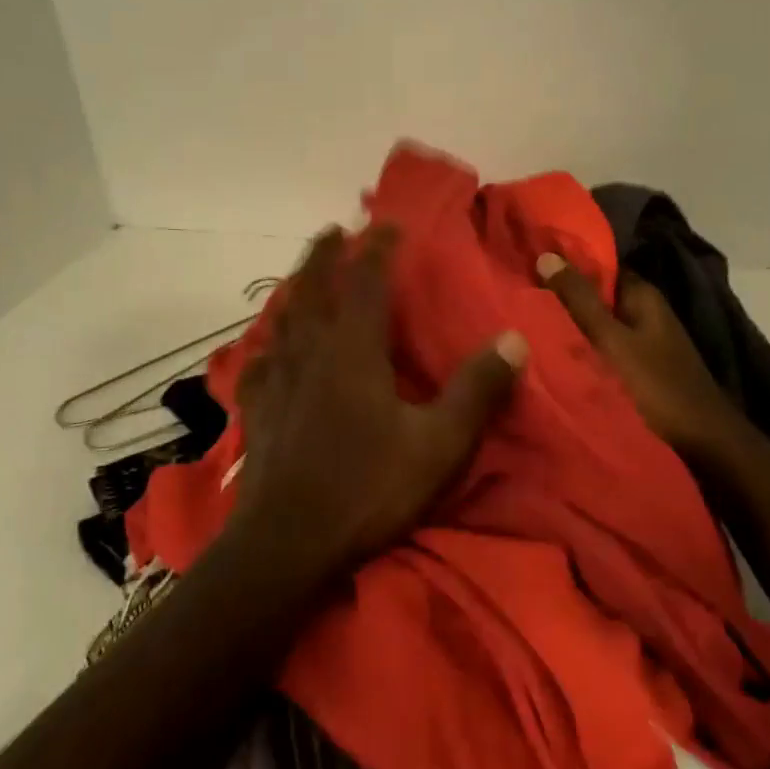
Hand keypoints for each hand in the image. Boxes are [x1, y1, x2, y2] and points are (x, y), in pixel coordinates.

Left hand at [227, 225, 528, 587]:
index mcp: (353, 350)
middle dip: (324, 255)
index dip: (378, 248)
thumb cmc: (367, 488)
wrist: (288, 544)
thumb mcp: (439, 444)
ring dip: (294, 290)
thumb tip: (514, 339)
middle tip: (333, 232)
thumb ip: (477, 390)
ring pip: (281, 318)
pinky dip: (264, 346)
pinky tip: (265, 351)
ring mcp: (275, 379)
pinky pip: (256, 363)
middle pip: (312, 288)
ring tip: (301, 279)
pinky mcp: (255, 410)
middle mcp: (309, 351)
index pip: (366, 281)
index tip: (388, 224)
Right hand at [536, 254, 746, 460]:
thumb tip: (546, 255)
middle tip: (517, 296)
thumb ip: (580, 301)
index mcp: (642, 296)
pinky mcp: (639, 371)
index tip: (527, 263)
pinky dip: (581, 351)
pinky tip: (551, 356)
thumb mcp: (612, 341)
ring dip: (569, 327)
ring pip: (597, 326)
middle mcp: (645, 313)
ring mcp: (644, 344)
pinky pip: (602, 351)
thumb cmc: (657, 387)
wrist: (704, 447)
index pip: (599, 265)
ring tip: (525, 324)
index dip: (565, 263)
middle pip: (596, 296)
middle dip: (562, 297)